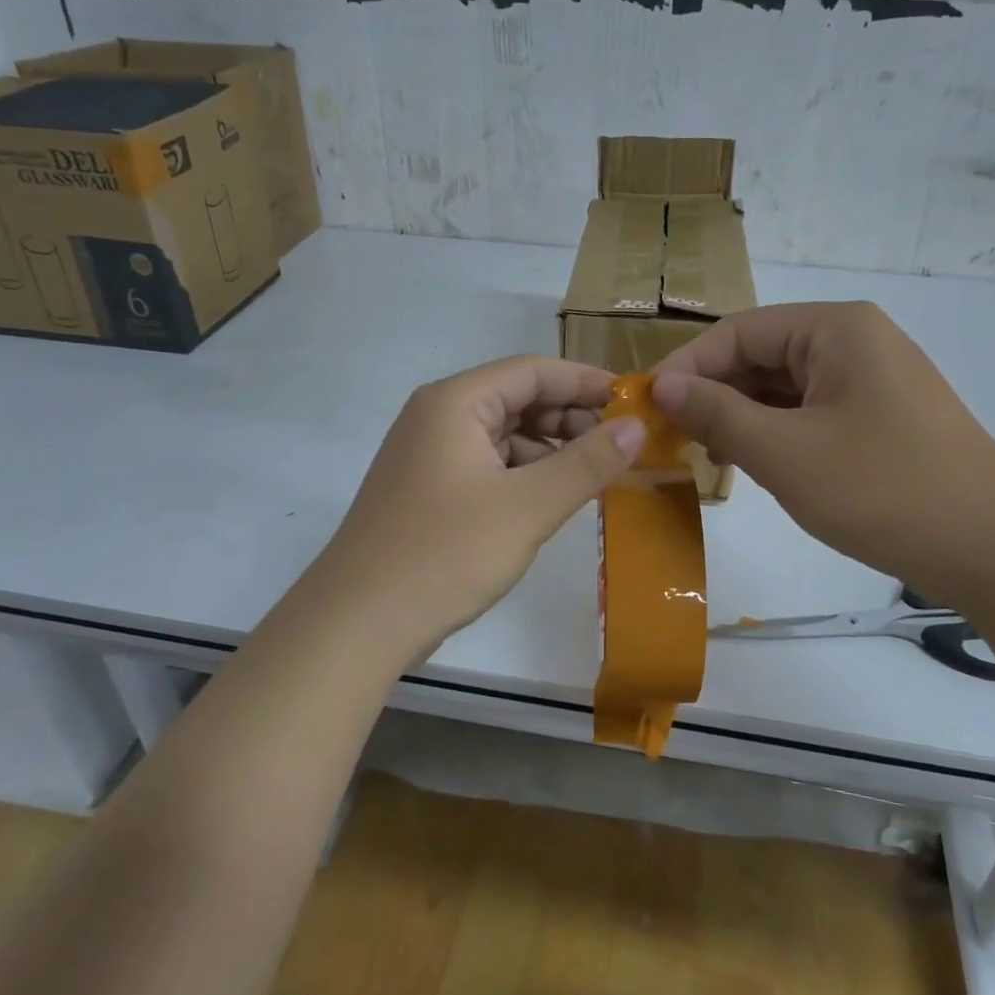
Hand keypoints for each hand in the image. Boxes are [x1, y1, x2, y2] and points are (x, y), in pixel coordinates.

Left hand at [296, 357, 643, 669]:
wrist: (358, 624)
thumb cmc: (445, 553)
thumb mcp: (528, 506)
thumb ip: (588, 463)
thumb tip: (637, 426)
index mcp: (455, 402)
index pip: (532, 371)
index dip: (585, 382)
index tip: (632, 402)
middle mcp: (438, 417)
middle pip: (517, 398)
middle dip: (570, 418)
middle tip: (620, 445)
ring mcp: (429, 455)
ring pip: (504, 435)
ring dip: (550, 448)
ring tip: (594, 475)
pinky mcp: (429, 490)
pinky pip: (488, 464)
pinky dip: (525, 473)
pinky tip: (552, 498)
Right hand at [653, 302, 994, 600]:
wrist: (994, 548)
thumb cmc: (882, 489)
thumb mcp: (785, 452)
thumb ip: (717, 413)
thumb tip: (663, 385)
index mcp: (835, 328)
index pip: (738, 332)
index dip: (687, 366)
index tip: (646, 406)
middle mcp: (855, 340)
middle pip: (762, 355)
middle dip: (714, 393)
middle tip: (670, 435)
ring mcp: (872, 378)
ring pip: (784, 386)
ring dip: (741, 415)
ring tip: (706, 452)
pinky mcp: (881, 415)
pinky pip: (811, 410)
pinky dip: (775, 431)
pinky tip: (752, 461)